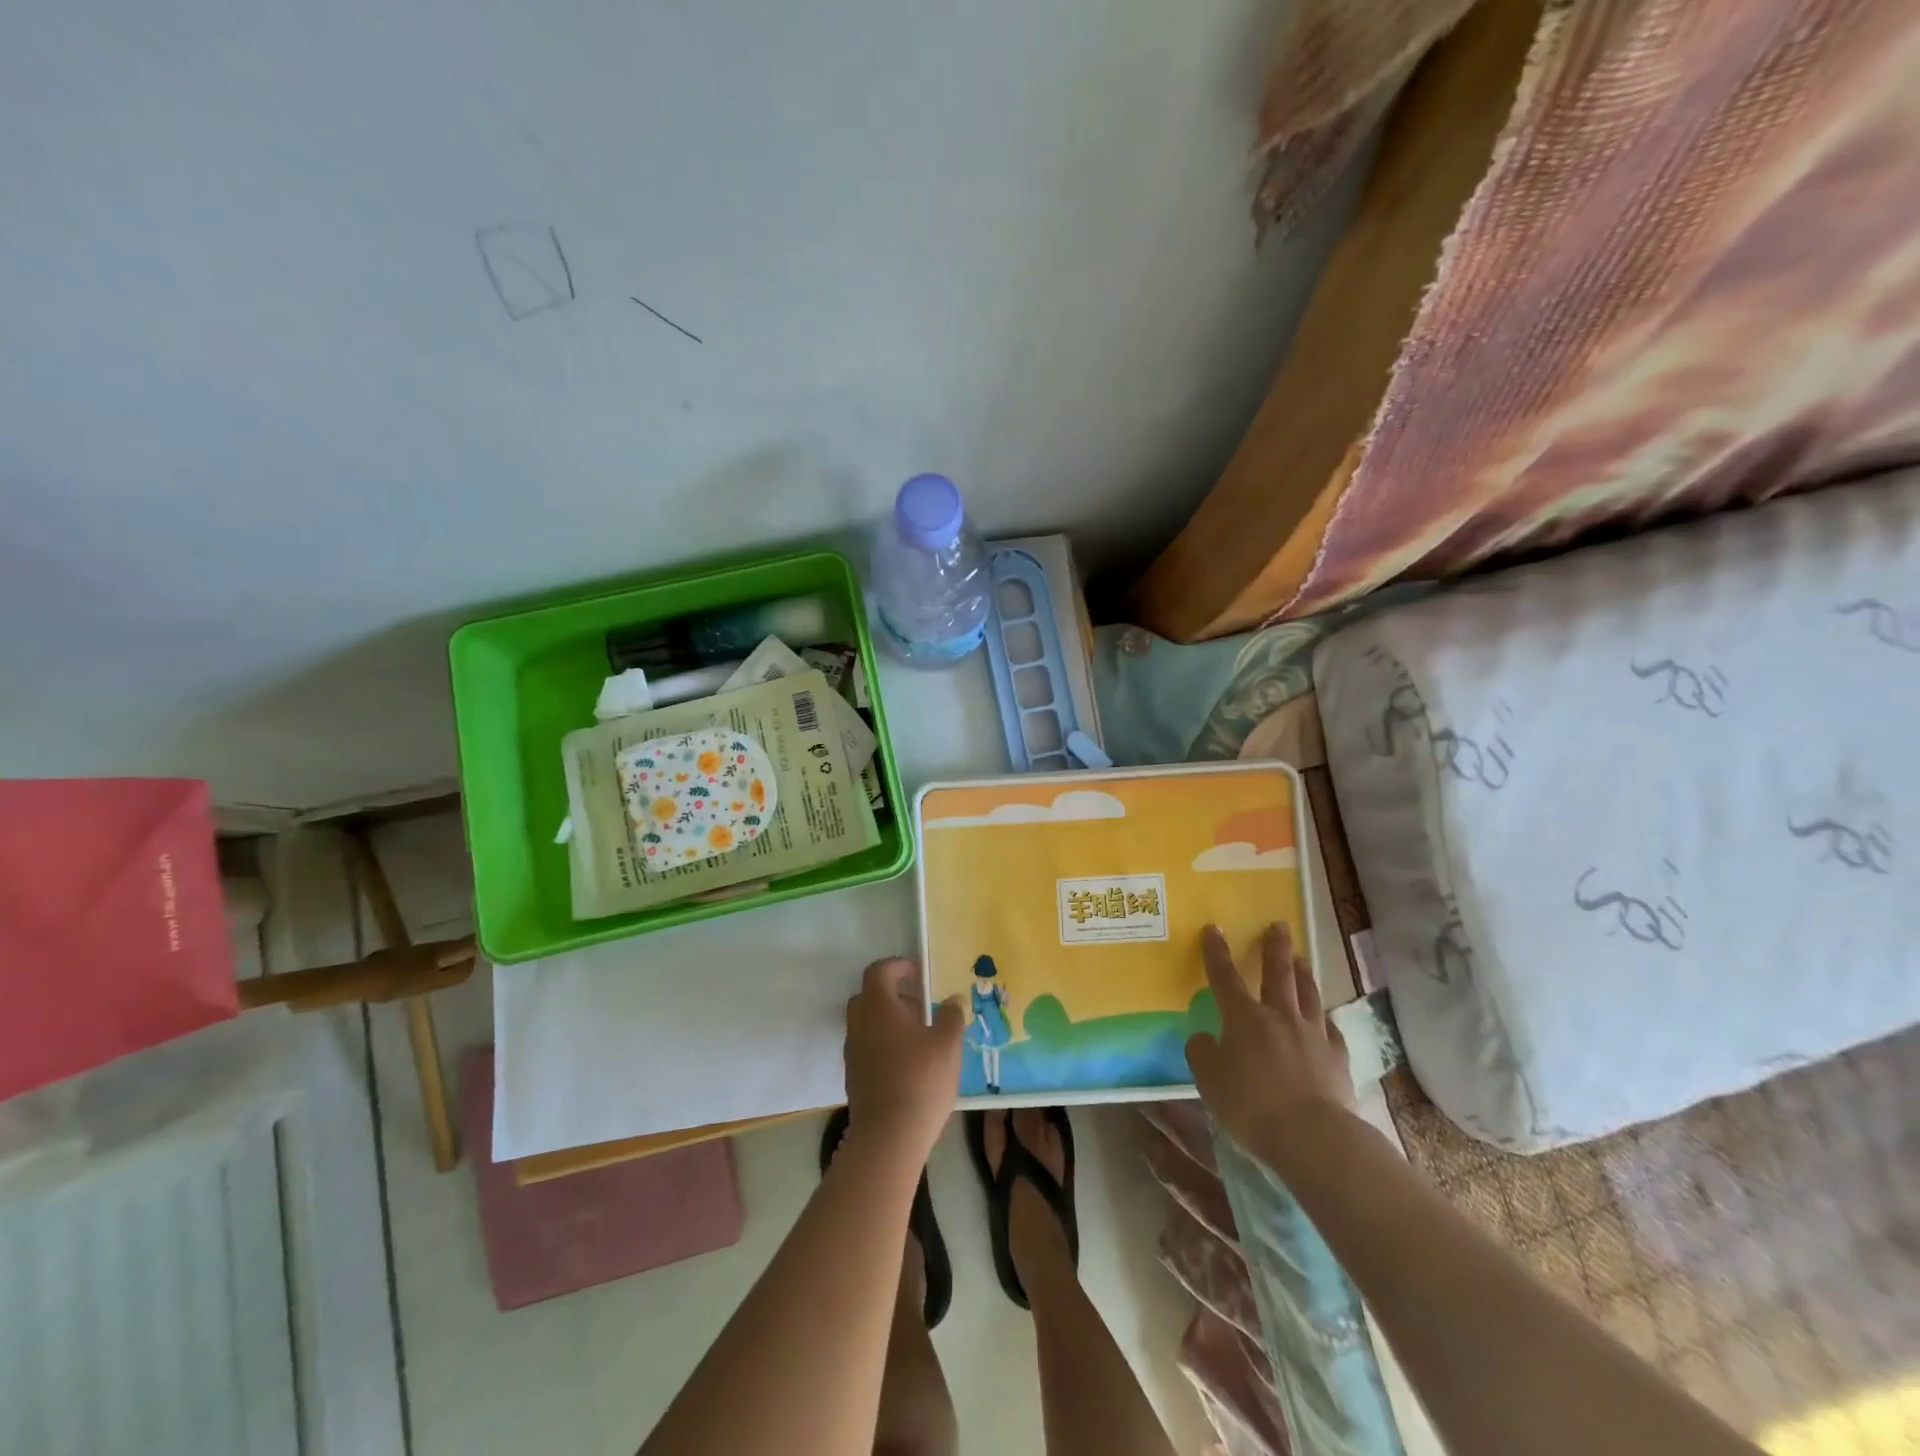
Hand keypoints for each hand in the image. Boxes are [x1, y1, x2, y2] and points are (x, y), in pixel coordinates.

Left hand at [844, 958, 964, 1163]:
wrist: (888, 1137)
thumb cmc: (921, 1081)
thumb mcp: (948, 1045)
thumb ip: (952, 1016)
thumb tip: (953, 1000)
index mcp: (879, 1007)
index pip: (879, 971)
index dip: (898, 966)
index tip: (918, 973)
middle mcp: (859, 1024)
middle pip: (869, 996)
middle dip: (893, 994)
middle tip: (920, 1005)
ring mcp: (853, 1052)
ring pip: (867, 1023)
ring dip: (889, 1021)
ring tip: (919, 1037)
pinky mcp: (853, 1076)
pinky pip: (866, 1046)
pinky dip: (884, 1043)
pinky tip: (908, 1063)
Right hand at [1186, 923, 1355, 1155]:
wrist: (1313, 1137)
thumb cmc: (1251, 1106)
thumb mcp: (1210, 1082)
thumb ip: (1202, 1055)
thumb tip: (1202, 1039)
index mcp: (1244, 1018)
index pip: (1225, 976)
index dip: (1216, 952)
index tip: (1214, 929)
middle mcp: (1279, 1017)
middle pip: (1278, 973)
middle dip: (1275, 947)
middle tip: (1279, 925)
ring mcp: (1312, 1035)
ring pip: (1308, 994)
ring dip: (1303, 974)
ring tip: (1302, 960)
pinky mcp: (1337, 1058)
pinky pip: (1330, 1030)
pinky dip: (1324, 1020)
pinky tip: (1324, 1019)